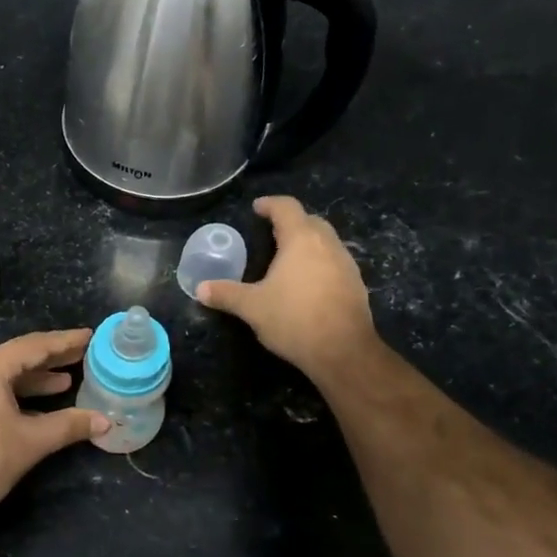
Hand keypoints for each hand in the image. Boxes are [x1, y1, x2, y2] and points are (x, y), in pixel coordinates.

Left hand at [0, 329, 109, 533]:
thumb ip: (68, 426)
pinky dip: (16, 395)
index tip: (90, 335)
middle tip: (83, 355)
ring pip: (3, 376)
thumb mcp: (30, 443)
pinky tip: (37, 407)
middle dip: (51, 358)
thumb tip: (105, 420)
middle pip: (17, 357)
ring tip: (66, 382)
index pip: (33, 346)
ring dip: (34, 380)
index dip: (64, 342)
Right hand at [196, 196, 385, 383]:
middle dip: (290, 222)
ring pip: (326, 241)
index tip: (257, 208)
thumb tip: (200, 289)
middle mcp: (327, 244)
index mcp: (301, 239)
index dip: (270, 204)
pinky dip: (319, 262)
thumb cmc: (294, 319)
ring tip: (287, 258)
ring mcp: (346, 263)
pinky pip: (334, 262)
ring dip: (307, 242)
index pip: (286, 207)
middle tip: (270, 234)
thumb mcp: (252, 307)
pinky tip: (307, 283)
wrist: (343, 351)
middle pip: (310, 220)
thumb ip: (226, 294)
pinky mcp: (356, 284)